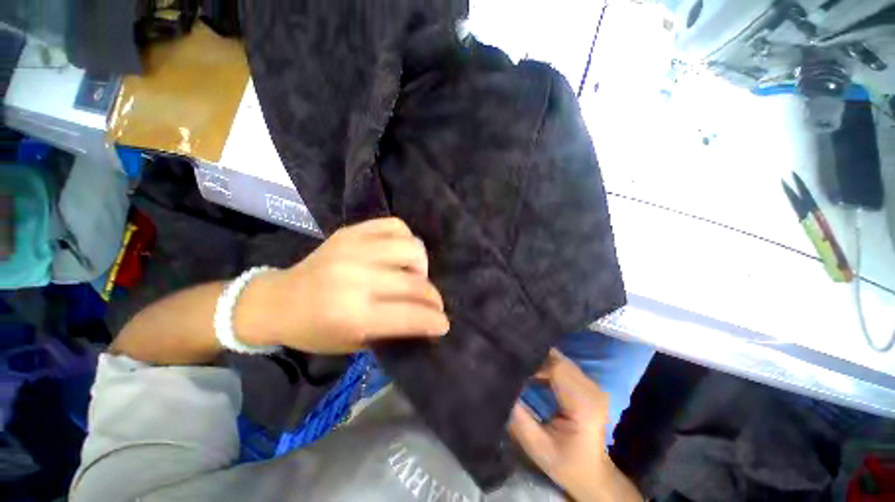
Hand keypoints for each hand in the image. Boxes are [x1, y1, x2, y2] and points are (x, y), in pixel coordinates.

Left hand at [241, 217, 449, 352]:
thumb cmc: (314, 330)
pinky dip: (406, 239)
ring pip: (411, 247)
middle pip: (414, 282)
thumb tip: (426, 319)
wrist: (277, 300)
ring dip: (421, 266)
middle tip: (433, 304)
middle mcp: (356, 277)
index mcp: (352, 313)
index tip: (443, 324)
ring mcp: (354, 248)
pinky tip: (400, 254)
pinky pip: (395, 225)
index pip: (409, 315)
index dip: (434, 320)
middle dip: (433, 297)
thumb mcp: (353, 344)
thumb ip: (393, 330)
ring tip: (414, 276)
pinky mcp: (351, 232)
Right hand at [509, 350, 638, 501]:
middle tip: (514, 365)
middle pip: (558, 360)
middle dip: (535, 360)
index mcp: (583, 406)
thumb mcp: (536, 446)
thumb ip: (518, 417)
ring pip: (561, 360)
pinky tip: (535, 374)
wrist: (592, 474)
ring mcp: (593, 385)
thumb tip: (501, 386)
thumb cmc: (564, 463)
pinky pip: (564, 366)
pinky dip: (547, 366)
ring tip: (522, 369)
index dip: (534, 363)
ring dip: (540, 362)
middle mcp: (592, 390)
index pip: (557, 368)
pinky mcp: (589, 385)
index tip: (513, 368)